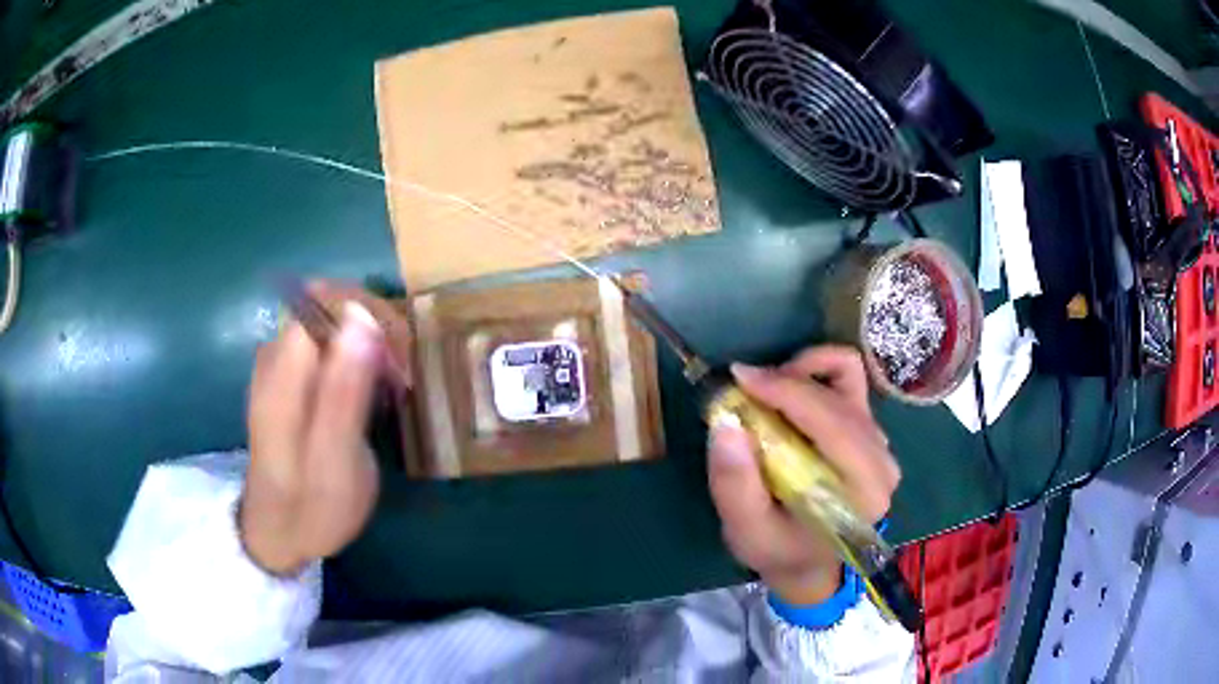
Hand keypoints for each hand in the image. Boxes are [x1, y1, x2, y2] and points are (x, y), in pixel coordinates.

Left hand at [241, 293, 391, 575]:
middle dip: (373, 328)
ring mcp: (281, 369)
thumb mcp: (335, 460)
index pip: (323, 299)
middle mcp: (276, 358)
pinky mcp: (290, 382)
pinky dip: (358, 358)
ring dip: (369, 343)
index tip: (398, 355)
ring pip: (331, 325)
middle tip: (402, 375)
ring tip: (394, 386)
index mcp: (282, 374)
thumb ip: (344, 390)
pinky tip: (373, 392)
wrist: (278, 535)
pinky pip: (328, 347)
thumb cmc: (311, 507)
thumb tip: (362, 316)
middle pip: (328, 306)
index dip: (366, 313)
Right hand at [706, 345, 900, 604]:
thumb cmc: (778, 551)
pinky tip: (788, 398)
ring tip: (766, 394)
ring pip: (847, 376)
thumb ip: (734, 483)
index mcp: (863, 489)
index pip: (833, 421)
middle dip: (785, 380)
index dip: (787, 389)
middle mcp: (881, 460)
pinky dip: (814, 376)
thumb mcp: (747, 530)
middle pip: (839, 392)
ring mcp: (879, 442)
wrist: (808, 565)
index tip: (738, 377)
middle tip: (741, 389)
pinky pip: (847, 382)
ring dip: (802, 374)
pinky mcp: (869, 431)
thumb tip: (725, 422)